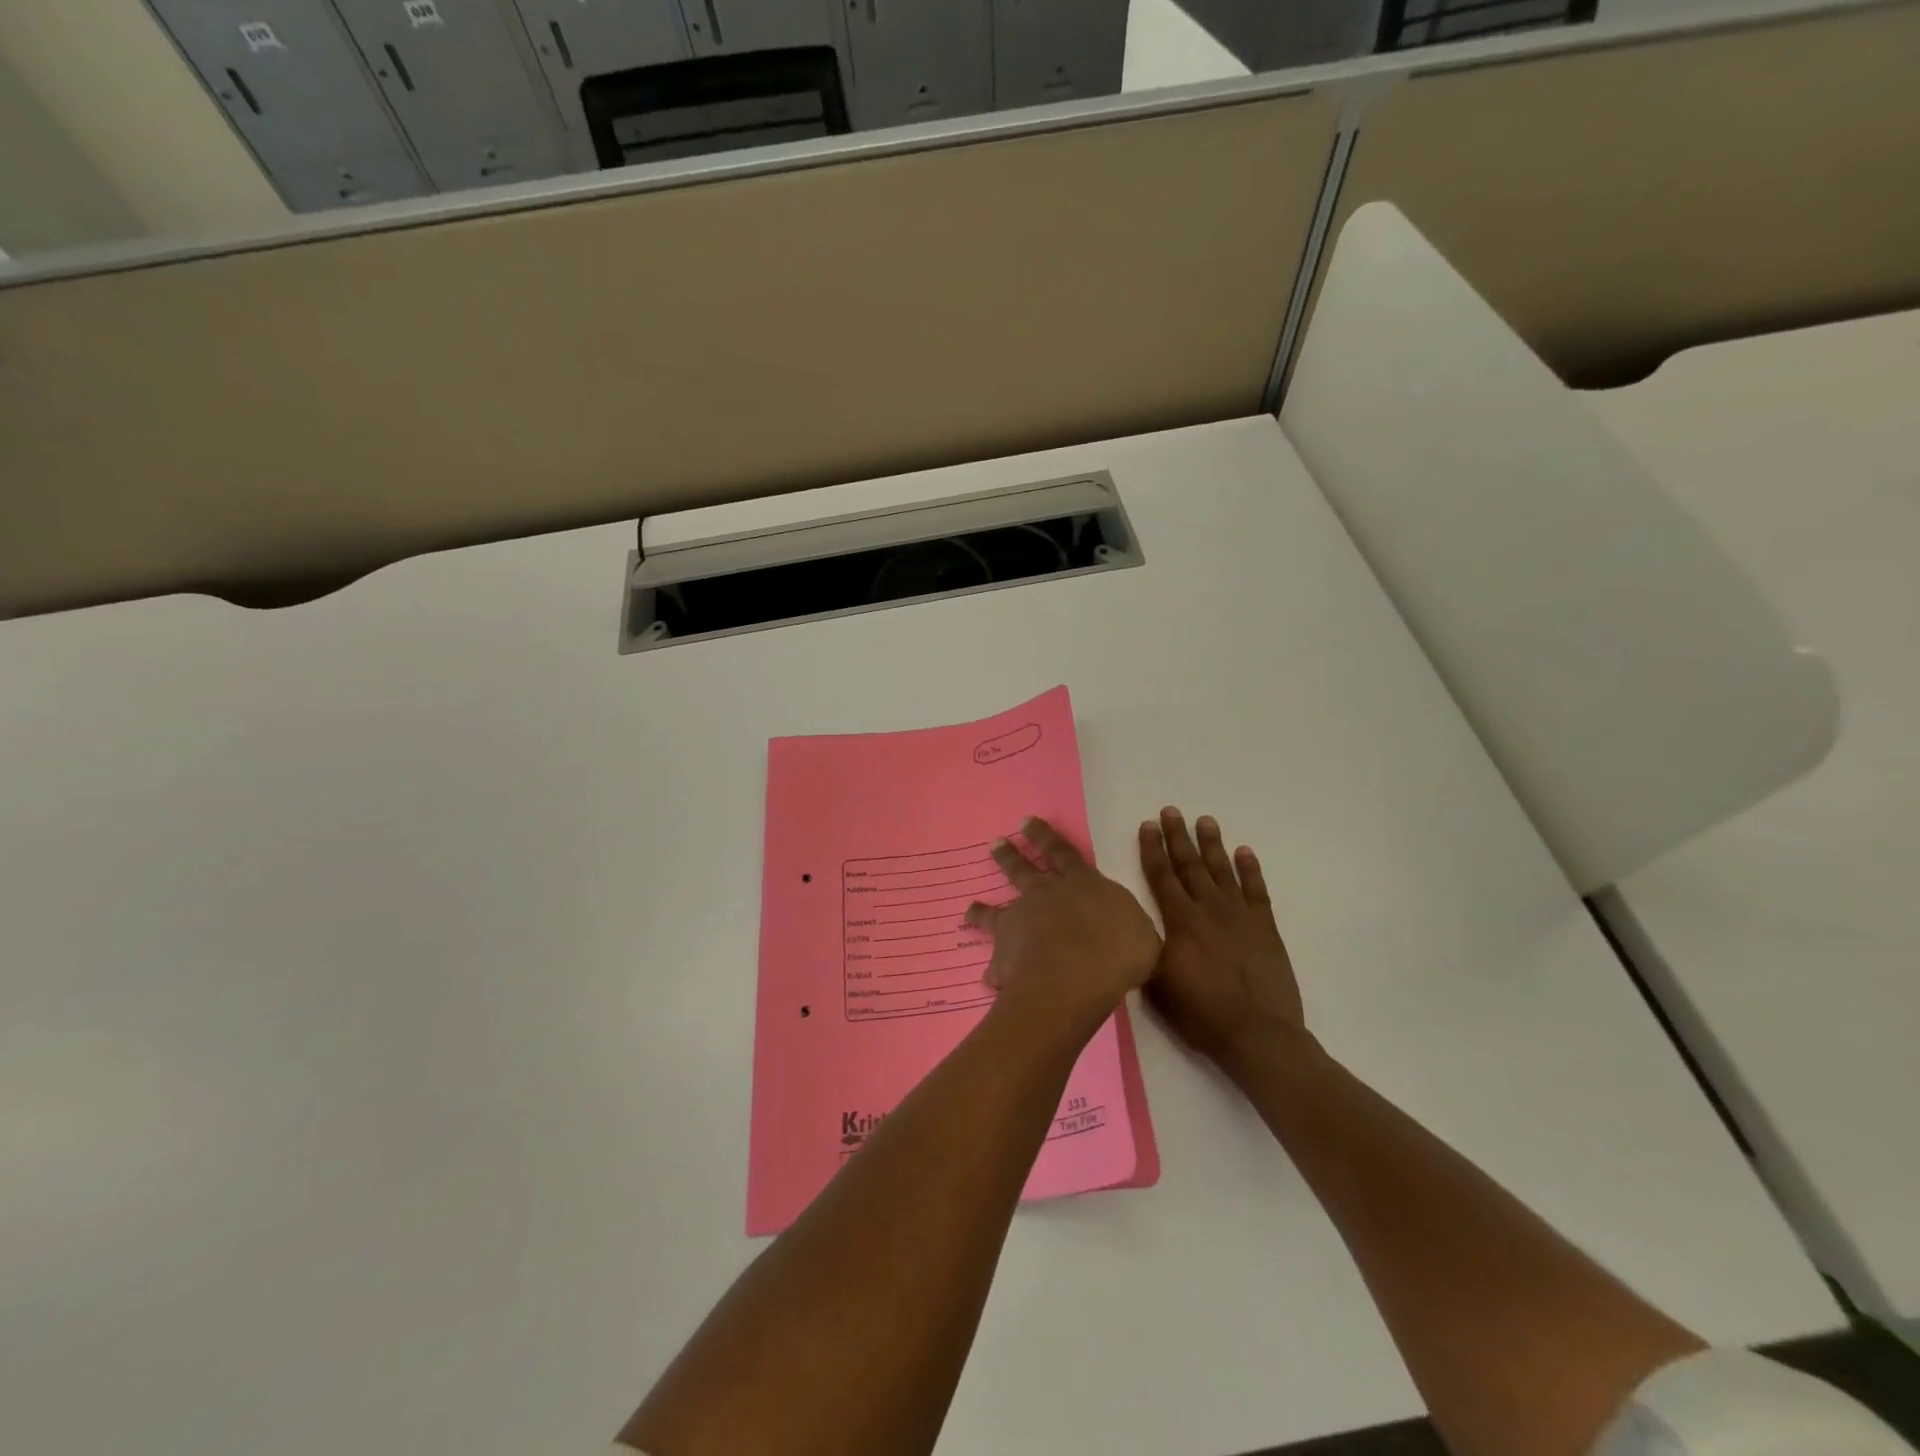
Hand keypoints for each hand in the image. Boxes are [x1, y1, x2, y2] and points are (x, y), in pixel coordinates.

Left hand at [965, 818, 1160, 1039]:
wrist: (1076, 976)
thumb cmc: (1118, 950)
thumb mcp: (1140, 934)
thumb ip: (1127, 927)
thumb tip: (1125, 932)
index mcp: (1081, 883)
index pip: (1062, 851)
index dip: (1044, 836)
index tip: (1026, 822)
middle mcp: (1045, 894)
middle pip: (1023, 869)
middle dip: (1010, 855)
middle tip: (995, 843)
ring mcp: (1020, 921)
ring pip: (995, 910)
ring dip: (982, 909)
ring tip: (969, 910)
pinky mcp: (1004, 953)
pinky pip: (995, 963)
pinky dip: (993, 971)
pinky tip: (989, 980)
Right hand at [1139, 808, 1308, 1080]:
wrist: (1257, 1035)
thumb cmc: (1201, 1013)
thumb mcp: (1157, 983)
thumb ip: (1146, 948)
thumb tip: (1136, 925)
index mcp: (1180, 922)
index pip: (1162, 876)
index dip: (1152, 849)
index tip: (1148, 825)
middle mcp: (1209, 909)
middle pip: (1190, 865)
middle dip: (1178, 837)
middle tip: (1171, 811)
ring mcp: (1241, 916)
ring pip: (1222, 871)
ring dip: (1212, 844)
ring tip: (1205, 820)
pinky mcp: (1266, 928)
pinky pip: (1257, 890)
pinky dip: (1250, 869)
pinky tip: (1244, 852)